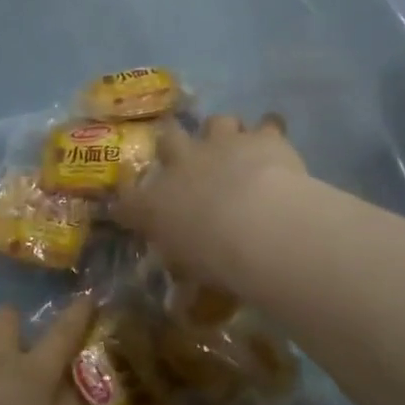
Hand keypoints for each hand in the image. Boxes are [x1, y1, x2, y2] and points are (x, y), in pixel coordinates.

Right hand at [112, 115, 306, 273]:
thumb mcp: (190, 269)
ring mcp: (222, 143)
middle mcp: (184, 163)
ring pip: (216, 122)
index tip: (134, 203)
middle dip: (174, 144)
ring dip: (223, 132)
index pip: (130, 197)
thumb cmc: (215, 256)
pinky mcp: (261, 137)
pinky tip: (274, 139)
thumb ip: (182, 262)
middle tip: (186, 157)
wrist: (258, 224)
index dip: (131, 198)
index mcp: (158, 200)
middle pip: (169, 139)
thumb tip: (178, 283)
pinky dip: (270, 130)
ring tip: (234, 146)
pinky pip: (268, 124)